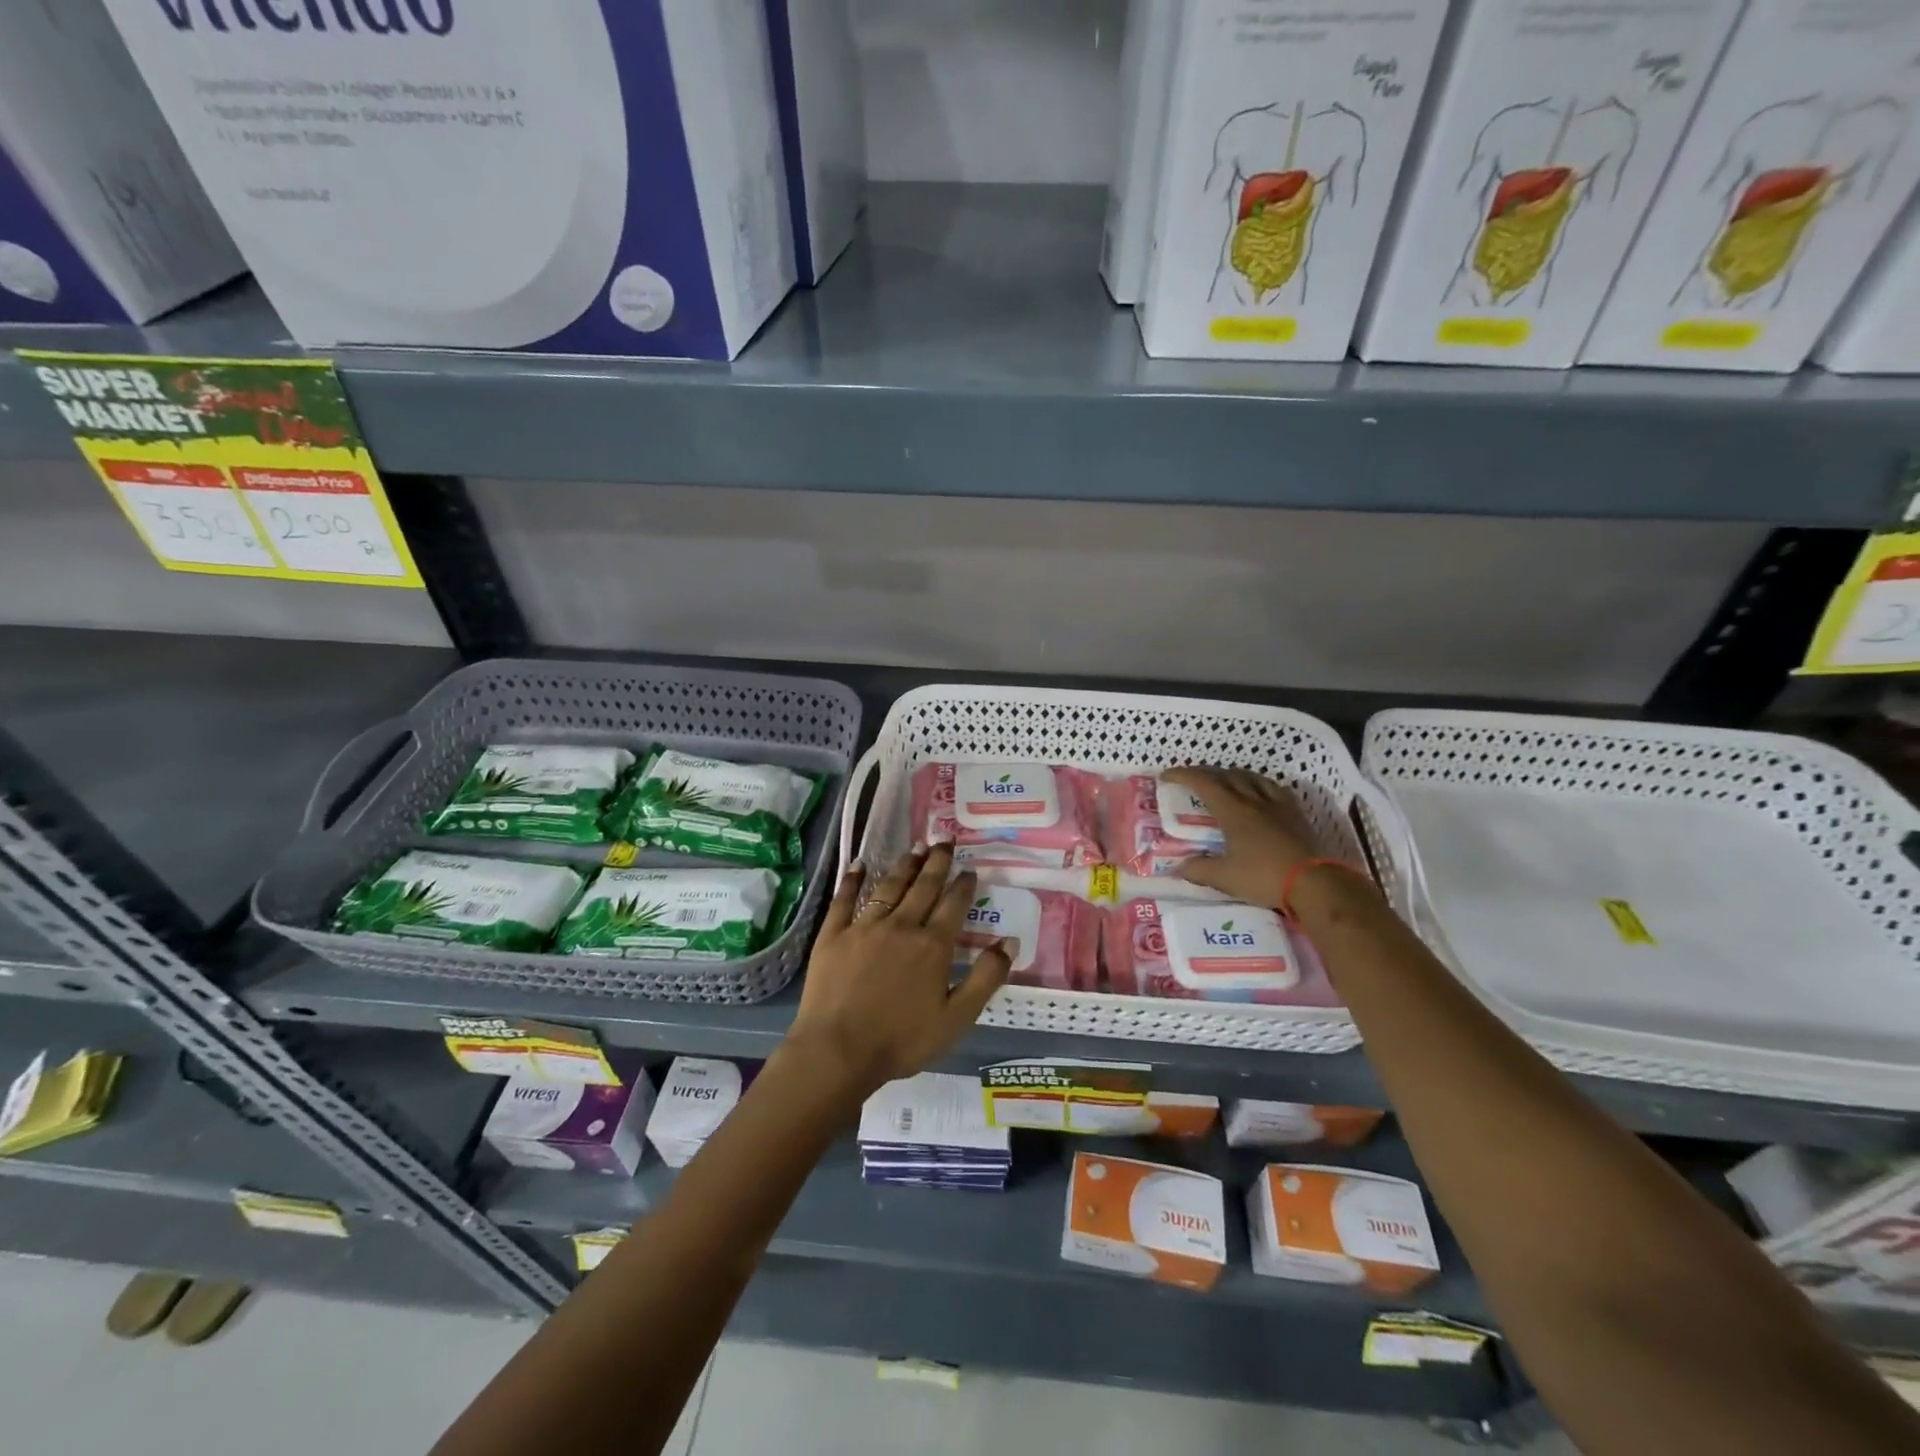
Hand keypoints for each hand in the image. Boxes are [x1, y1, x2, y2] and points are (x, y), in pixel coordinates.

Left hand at [785, 844, 1012, 1098]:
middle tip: (944, 840)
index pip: (953, 905)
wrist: (838, 1050)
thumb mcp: (956, 1018)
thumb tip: (1009, 941)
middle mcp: (901, 926)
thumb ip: (986, 978)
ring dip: (905, 865)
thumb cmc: (901, 1040)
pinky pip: (844, 899)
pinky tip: (859, 863)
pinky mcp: (834, 934)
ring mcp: (865, 926)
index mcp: (932, 946)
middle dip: (937, 862)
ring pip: (889, 886)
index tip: (969, 869)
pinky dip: (853, 879)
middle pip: (923, 887)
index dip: (963, 885)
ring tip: (916, 847)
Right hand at [1163, 766, 1323, 907]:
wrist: (1314, 884)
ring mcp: (1278, 805)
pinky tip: (1260, 793)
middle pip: (1227, 775)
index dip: (1183, 775)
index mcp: (1233, 811)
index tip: (1166, 776)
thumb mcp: (1224, 878)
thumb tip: (1179, 867)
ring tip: (1225, 782)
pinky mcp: (1296, 814)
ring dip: (1233, 775)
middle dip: (1206, 773)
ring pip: (1252, 778)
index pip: (1203, 783)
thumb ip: (1198, 870)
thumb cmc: (1263, 877)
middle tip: (1192, 780)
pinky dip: (1260, 785)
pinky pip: (1275, 789)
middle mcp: (1254, 800)